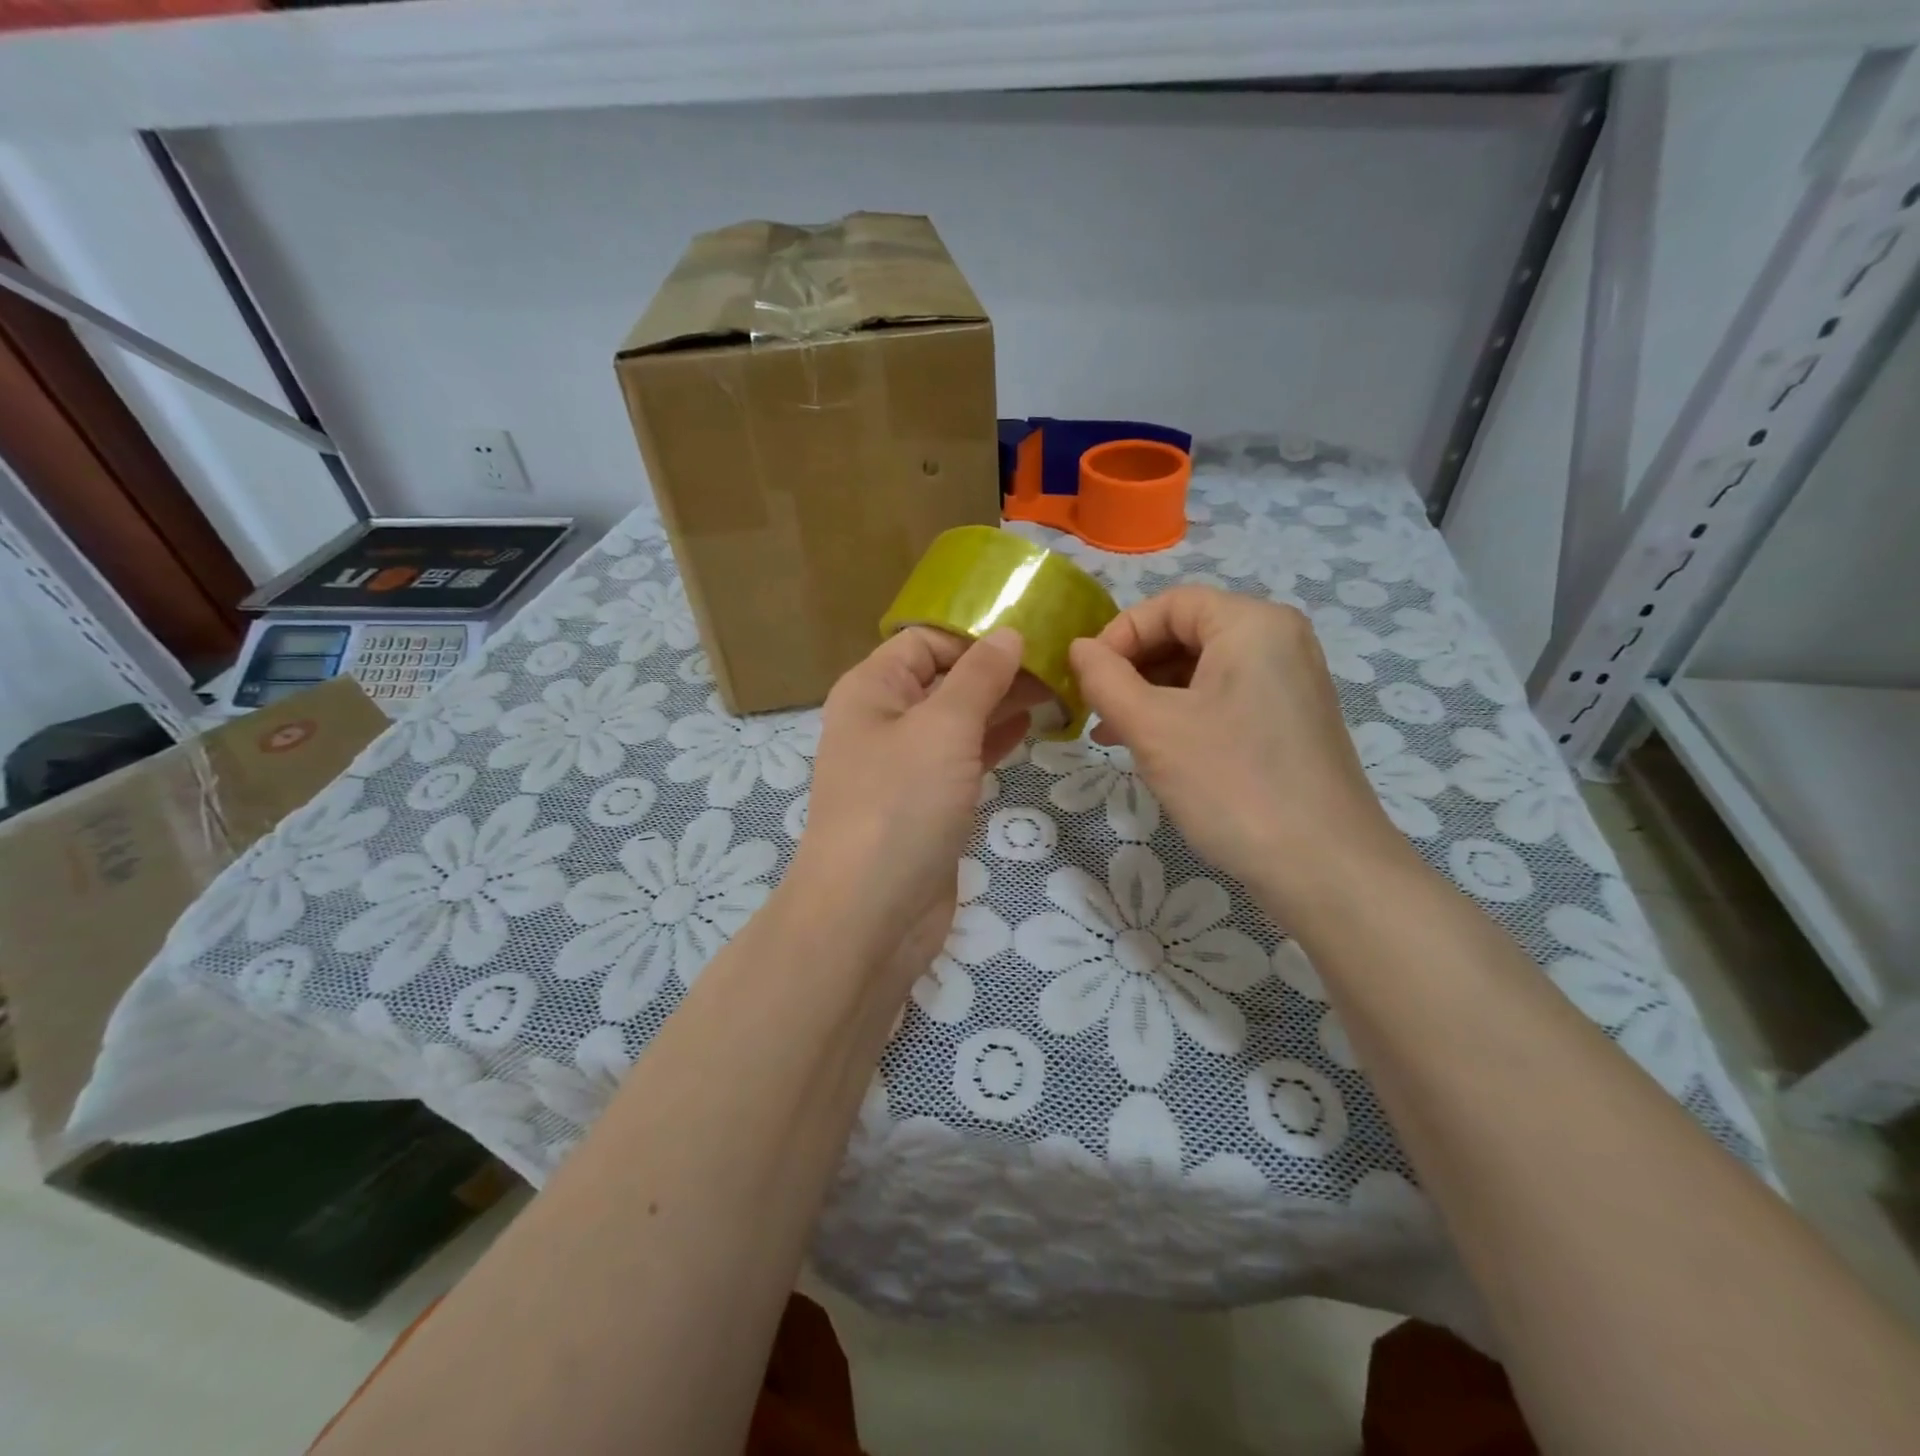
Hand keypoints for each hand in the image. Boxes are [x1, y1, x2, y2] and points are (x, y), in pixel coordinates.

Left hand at [791, 626, 1039, 981]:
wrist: (869, 914)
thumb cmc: (901, 805)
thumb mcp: (943, 727)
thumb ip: (978, 677)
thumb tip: (1008, 635)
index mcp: (871, 690)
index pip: (925, 641)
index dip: (975, 636)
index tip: (1032, 638)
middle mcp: (883, 721)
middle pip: (943, 679)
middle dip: (996, 670)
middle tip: (1059, 665)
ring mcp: (903, 767)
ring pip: (956, 721)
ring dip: (1000, 706)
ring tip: (1057, 692)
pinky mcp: (924, 804)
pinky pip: (961, 759)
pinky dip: (992, 742)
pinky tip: (1029, 730)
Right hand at [1068, 586, 1411, 911]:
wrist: (1323, 868)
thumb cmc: (1232, 784)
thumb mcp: (1153, 728)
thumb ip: (1105, 679)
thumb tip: (1079, 648)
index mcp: (1253, 624)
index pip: (1170, 604)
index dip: (1119, 634)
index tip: (1086, 678)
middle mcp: (1279, 641)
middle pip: (1187, 633)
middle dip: (1133, 669)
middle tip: (1098, 711)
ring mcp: (1289, 683)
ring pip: (1201, 670)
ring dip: (1151, 696)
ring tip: (1114, 736)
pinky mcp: (1289, 721)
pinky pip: (1223, 699)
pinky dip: (1182, 715)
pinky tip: (1153, 749)